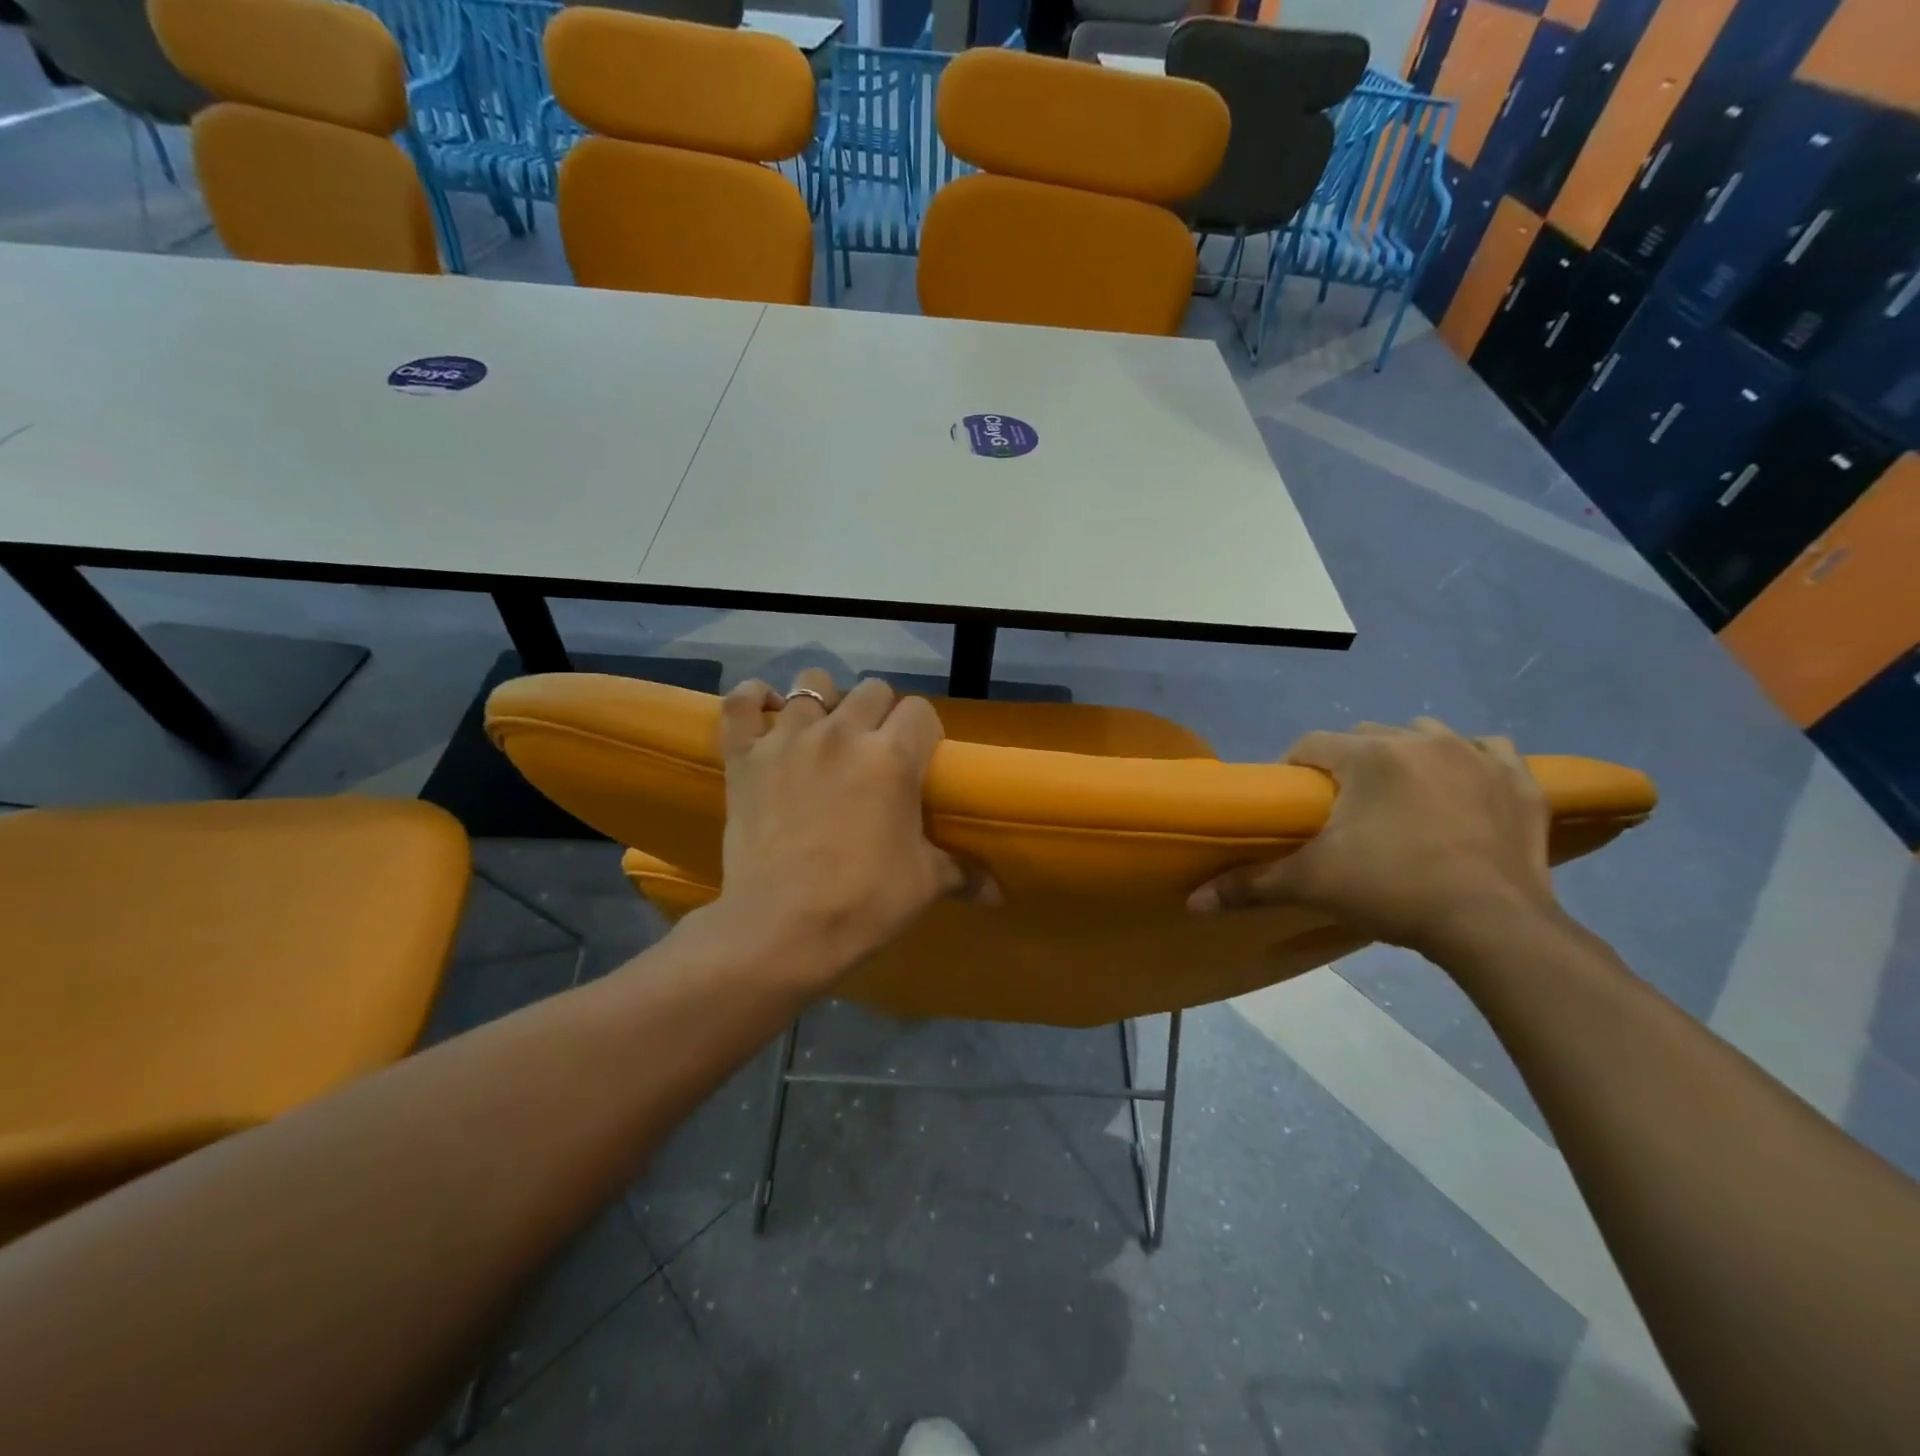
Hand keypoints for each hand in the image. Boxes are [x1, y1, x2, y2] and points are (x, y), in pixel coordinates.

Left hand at [705, 670, 992, 990]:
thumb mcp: (923, 885)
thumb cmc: (862, 903)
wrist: (781, 931)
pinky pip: (741, 703)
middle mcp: (842, 733)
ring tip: (824, 735)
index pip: (920, 711)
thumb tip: (997, 895)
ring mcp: (788, 740)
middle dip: (881, 714)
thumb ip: (962, 874)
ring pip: (811, 684)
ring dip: (824, 703)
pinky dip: (753, 700)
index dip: (923, 732)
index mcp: (892, 756)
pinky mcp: (745, 757)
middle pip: (872, 690)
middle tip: (876, 753)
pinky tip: (766, 711)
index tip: (919, 760)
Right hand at [1188, 718, 1558, 959]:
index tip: (1295, 803)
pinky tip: (1460, 786)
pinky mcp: (1520, 782)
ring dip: (1405, 755)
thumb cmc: (1393, 891)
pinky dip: (1470, 761)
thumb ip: (1249, 885)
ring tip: (1397, 796)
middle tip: (1342, 809)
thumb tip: (1192, 901)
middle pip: (1365, 736)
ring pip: (1425, 735)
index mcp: (1368, 756)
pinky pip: (1488, 750)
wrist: (1494, 925)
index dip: (1295, 768)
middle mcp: (1421, 741)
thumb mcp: (1312, 885)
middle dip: (1347, 763)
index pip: (1312, 743)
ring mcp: (1477, 756)